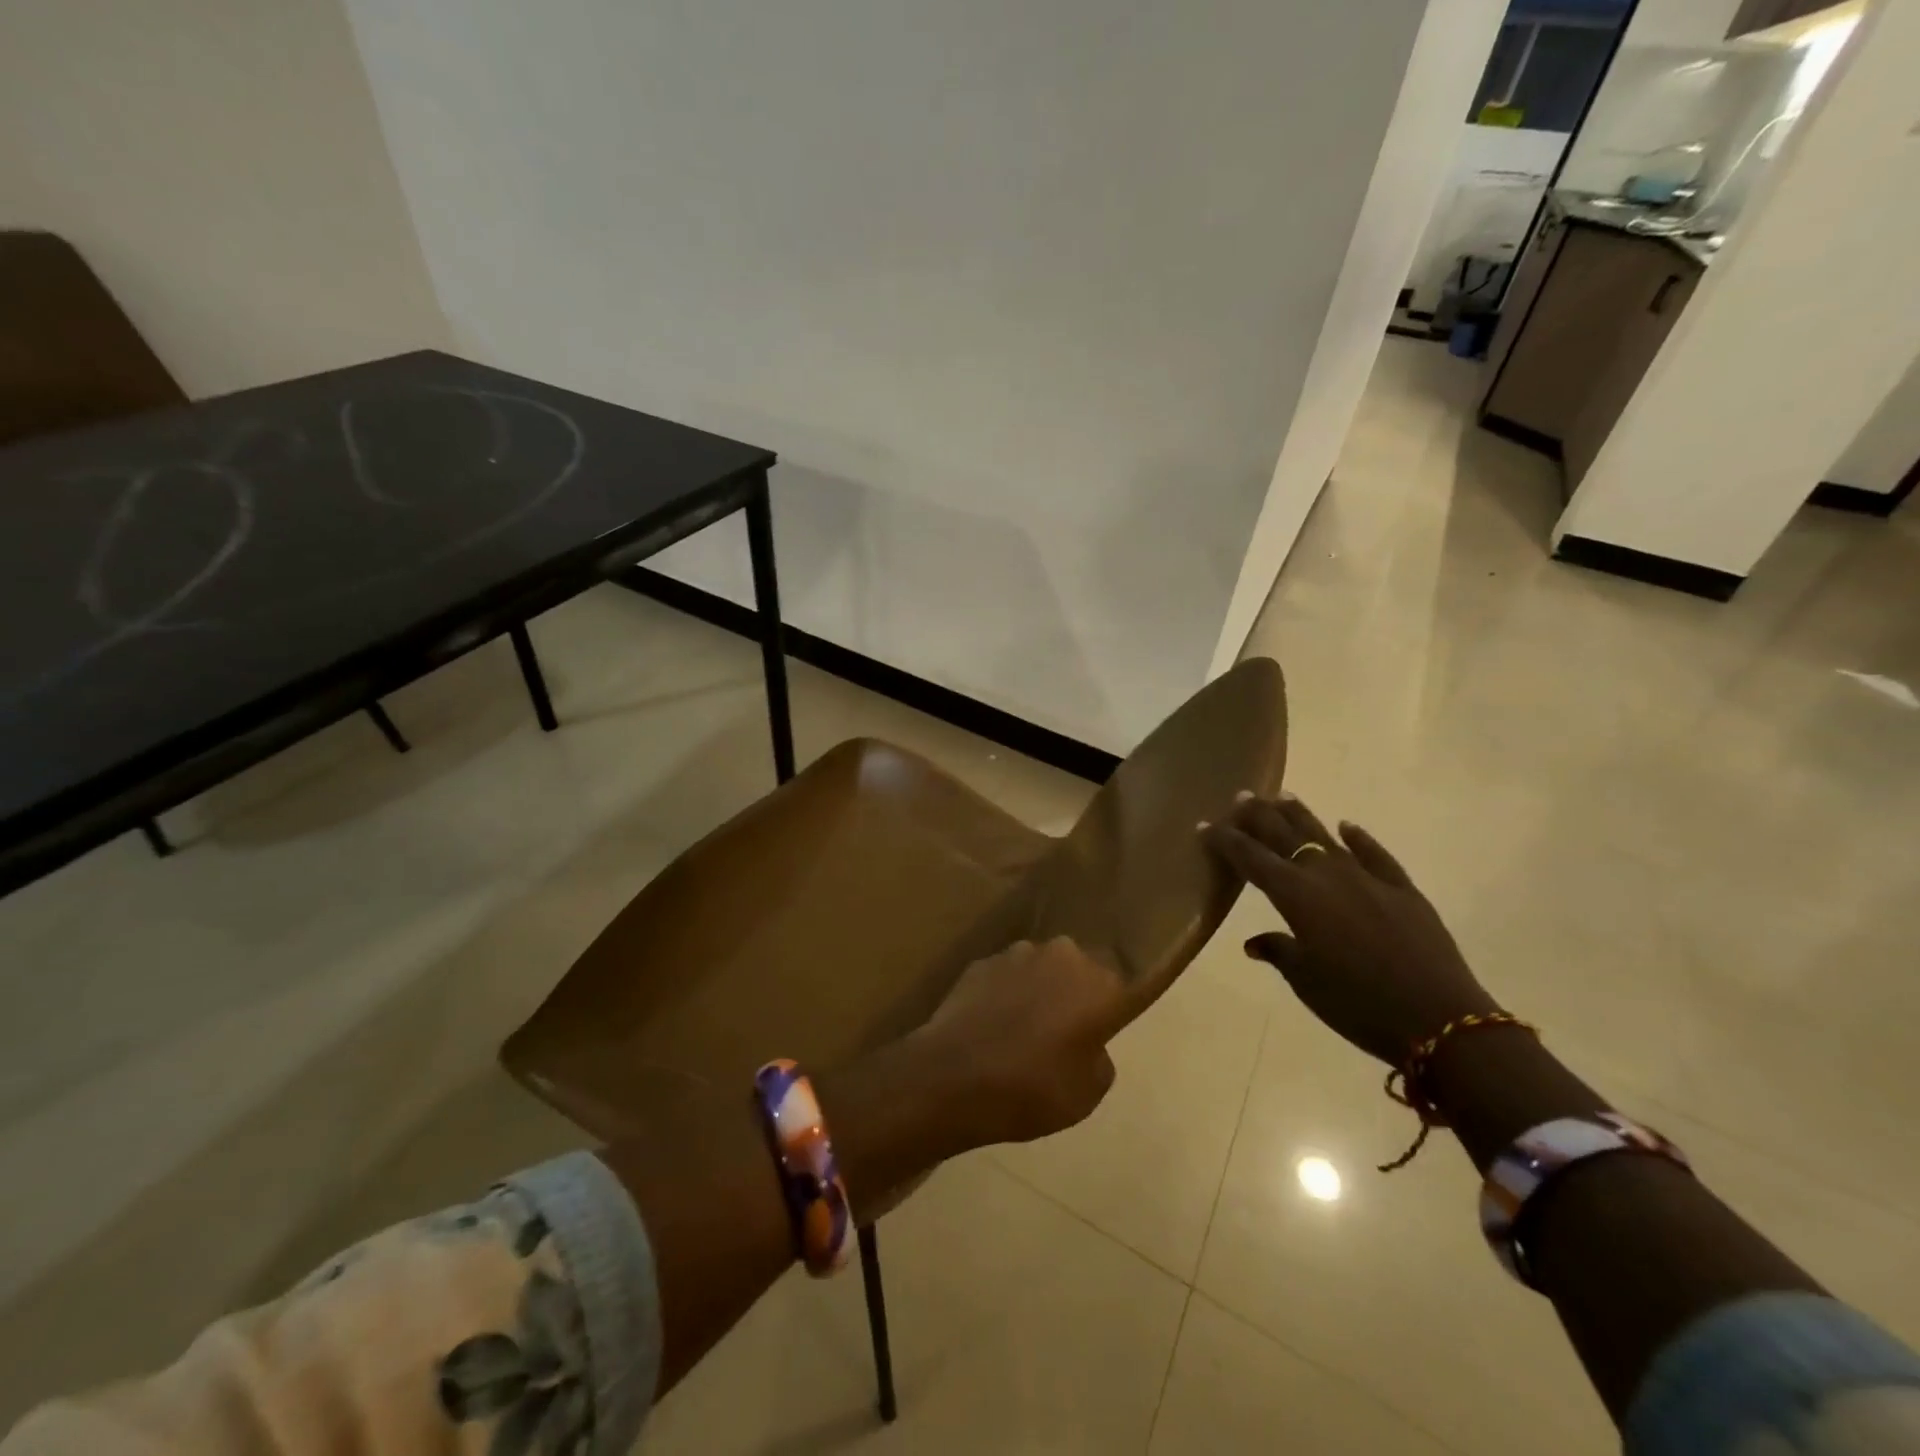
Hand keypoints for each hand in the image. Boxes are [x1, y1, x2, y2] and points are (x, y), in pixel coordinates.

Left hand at [915, 937, 1126, 1144]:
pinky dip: (1004, 994)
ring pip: (1040, 968)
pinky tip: (991, 1025)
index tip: (1103, 1027)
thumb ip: (1098, 1058)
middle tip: (1063, 1031)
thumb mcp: (1088, 1093)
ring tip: (1021, 1028)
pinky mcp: (981, 962)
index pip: (1123, 986)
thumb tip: (1087, 1043)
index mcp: (1100, 984)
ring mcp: (1017, 953)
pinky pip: (1004, 977)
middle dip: (1074, 993)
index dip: (1113, 1008)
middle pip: (1079, 971)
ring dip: (1037, 989)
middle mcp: (1063, 956)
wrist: (954, 1077)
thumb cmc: (1033, 1088)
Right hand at [1203, 793, 1496, 1065]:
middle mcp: (1326, 875)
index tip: (1205, 825)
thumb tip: (1256, 942)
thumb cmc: (1357, 1003)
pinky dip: (1359, 838)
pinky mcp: (1402, 889)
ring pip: (1325, 836)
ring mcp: (1367, 878)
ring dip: (1300, 815)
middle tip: (1242, 797)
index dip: (1225, 840)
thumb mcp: (1306, 981)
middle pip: (1285, 835)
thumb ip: (1278, 951)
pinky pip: (1375, 854)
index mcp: (1296, 896)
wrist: (1440, 1018)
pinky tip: (1347, 826)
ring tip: (1282, 796)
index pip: (1250, 858)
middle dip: (1259, 816)